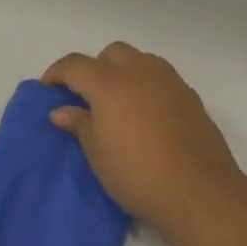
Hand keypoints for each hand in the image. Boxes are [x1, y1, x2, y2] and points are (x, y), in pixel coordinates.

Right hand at [44, 42, 241, 233]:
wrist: (198, 191)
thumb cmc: (137, 173)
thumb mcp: (97, 152)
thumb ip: (78, 123)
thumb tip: (61, 110)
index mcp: (109, 82)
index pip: (75, 64)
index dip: (57, 73)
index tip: (47, 88)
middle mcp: (139, 71)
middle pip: (111, 54)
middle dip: (94, 68)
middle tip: (87, 97)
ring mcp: (169, 80)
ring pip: (139, 60)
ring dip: (123, 72)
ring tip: (118, 104)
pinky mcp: (190, 95)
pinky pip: (160, 78)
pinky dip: (146, 86)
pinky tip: (146, 115)